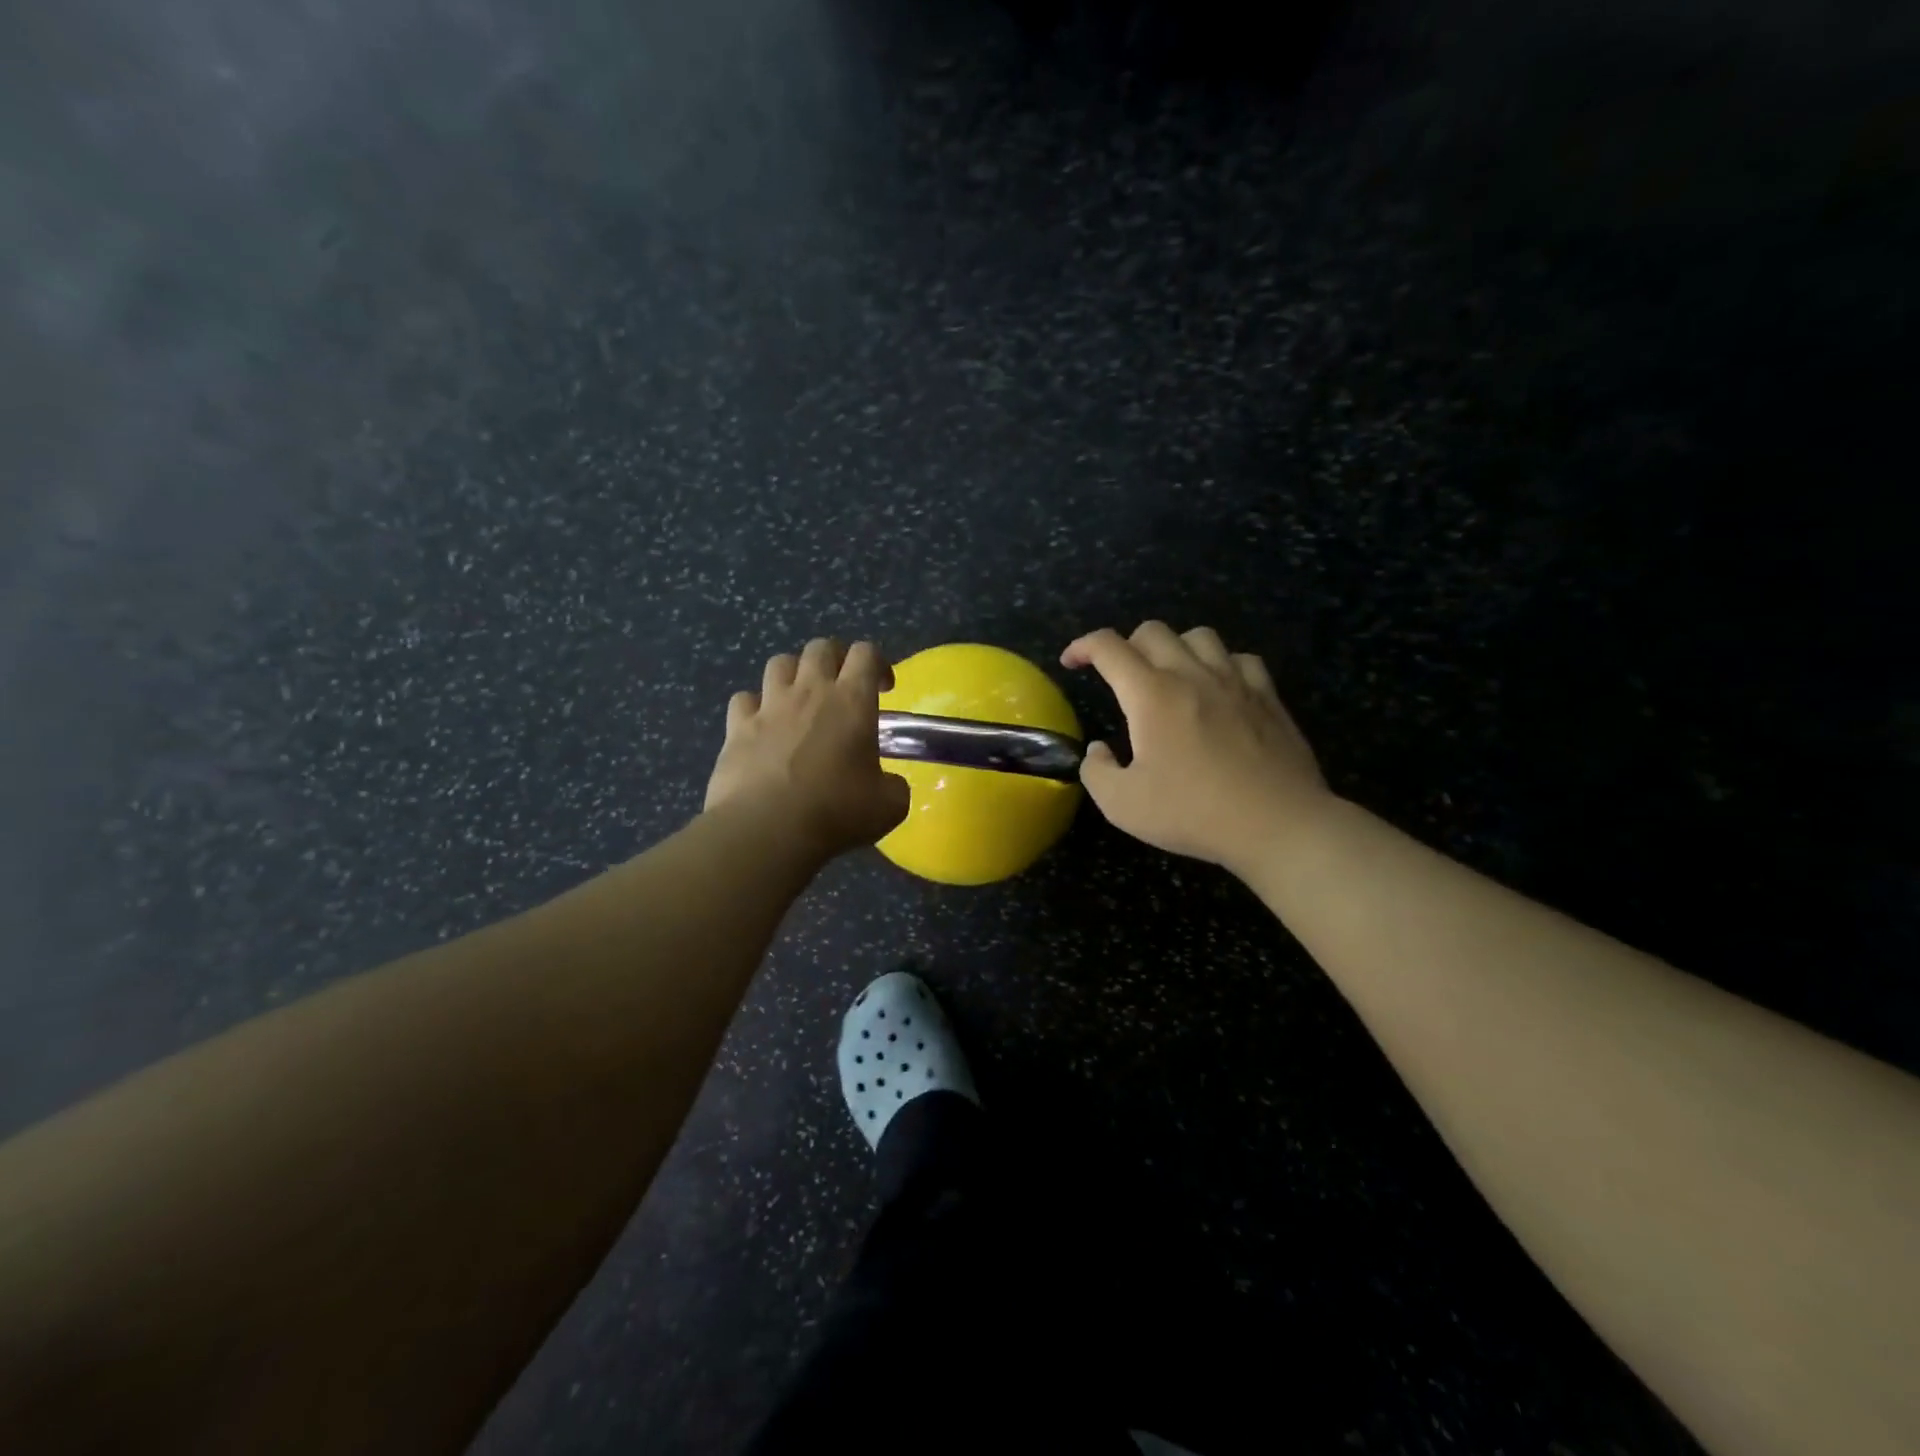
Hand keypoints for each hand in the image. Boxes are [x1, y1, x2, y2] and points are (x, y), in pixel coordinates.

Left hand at [704, 638, 910, 858]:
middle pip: (821, 647)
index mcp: (852, 701)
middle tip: (843, 686)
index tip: (884, 688)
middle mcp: (810, 692)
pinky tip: (762, 725)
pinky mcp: (737, 728)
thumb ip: (894, 786)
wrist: (767, 829)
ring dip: (794, 673)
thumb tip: (890, 784)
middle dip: (836, 658)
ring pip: (779, 662)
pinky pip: (744, 699)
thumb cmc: (836, 812)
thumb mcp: (889, 806)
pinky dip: (755, 706)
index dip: (878, 663)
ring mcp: (769, 706)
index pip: (866, 653)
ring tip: (801, 698)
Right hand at [1061, 622, 1331, 873]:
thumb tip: (1098, 751)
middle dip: (1125, 646)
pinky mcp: (1268, 696)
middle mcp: (1192, 675)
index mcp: (1151, 695)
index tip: (1071, 662)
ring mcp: (1235, 681)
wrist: (1278, 824)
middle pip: (1152, 631)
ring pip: (1199, 636)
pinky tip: (1218, 689)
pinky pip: (1240, 658)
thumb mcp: (1122, 806)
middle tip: (1119, 677)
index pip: (1109, 647)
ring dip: (1174, 648)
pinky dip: (1220, 664)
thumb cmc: (1194, 813)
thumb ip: (1097, 772)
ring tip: (1169, 677)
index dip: (1082, 647)